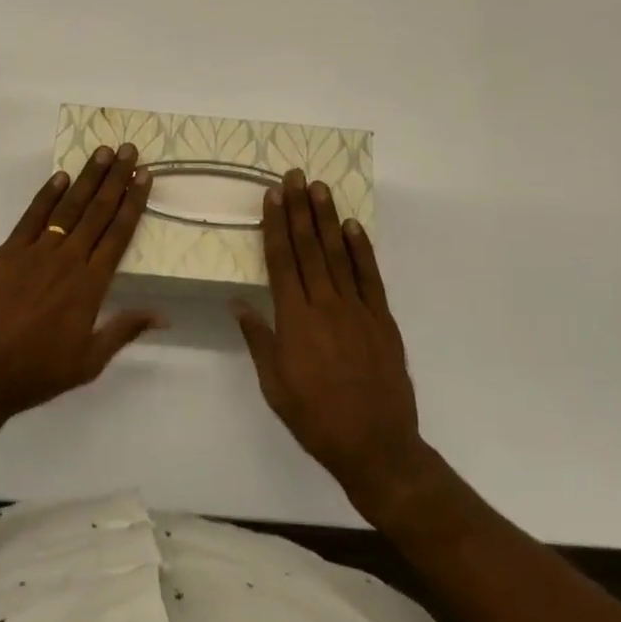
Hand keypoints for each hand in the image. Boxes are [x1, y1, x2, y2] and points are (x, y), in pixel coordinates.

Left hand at [0, 145, 160, 425]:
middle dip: (116, 179)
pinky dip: (46, 195)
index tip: (144, 176)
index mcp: (91, 285)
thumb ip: (124, 330)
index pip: (118, 234)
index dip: (133, 202)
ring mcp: (35, 252)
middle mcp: (67, 260)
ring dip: (87, 178)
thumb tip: (163, 315)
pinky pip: (31, 217)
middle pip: (97, 212)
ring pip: (68, 207)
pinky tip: (60, 177)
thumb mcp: (89, 362)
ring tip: (102, 152)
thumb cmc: (38, 371)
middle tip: (129, 150)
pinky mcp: (7, 252)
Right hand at [231, 171, 423, 514]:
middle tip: (295, 176)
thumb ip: (258, 338)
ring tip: (320, 188)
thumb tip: (237, 302)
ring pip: (339, 254)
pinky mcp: (382, 319)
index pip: (282, 260)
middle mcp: (325, 305)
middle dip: (300, 209)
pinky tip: (353, 226)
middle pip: (309, 248)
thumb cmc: (315, 418)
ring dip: (328, 219)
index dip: (276, 225)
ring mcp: (358, 309)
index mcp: (294, 320)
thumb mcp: (274, 384)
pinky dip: (362, 249)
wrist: (375, 445)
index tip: (272, 195)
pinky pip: (370, 276)